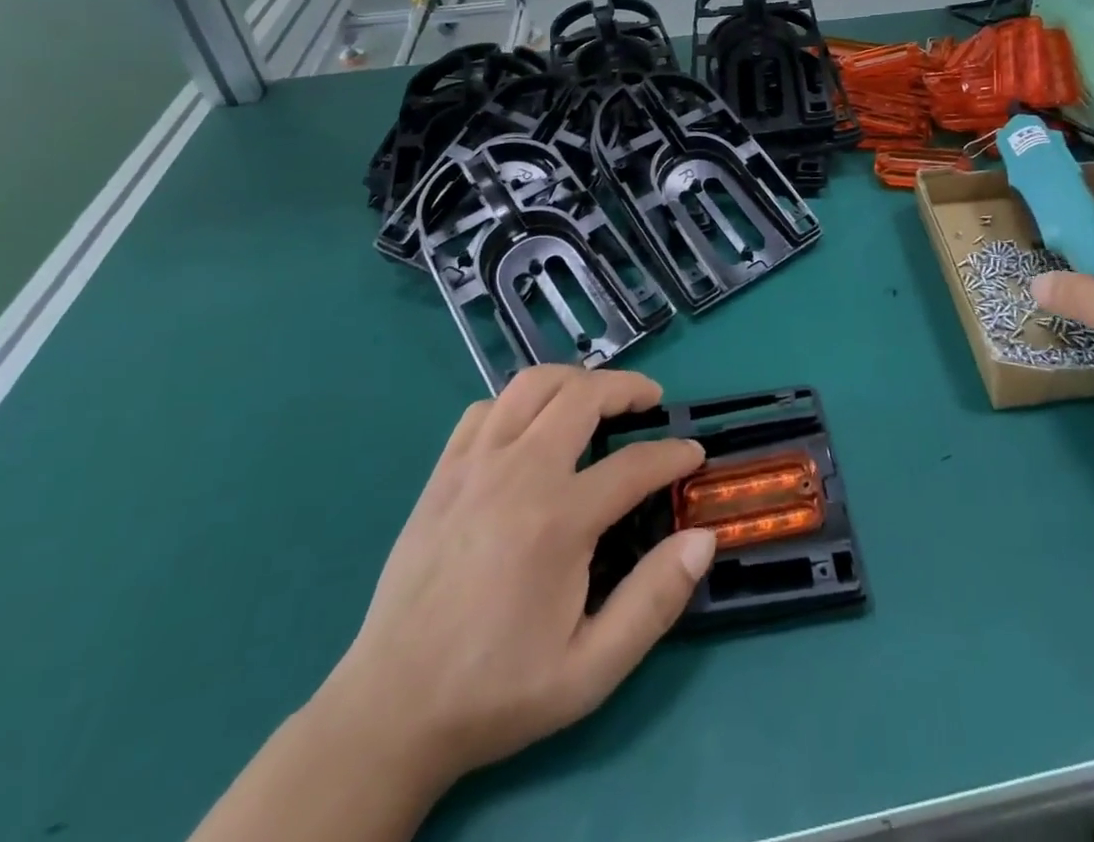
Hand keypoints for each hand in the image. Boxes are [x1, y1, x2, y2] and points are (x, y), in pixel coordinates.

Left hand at [308, 366, 714, 801]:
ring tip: (597, 398)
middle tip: (651, 400)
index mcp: (558, 520)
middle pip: (583, 394)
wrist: (390, 712)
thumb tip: (702, 538)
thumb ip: (654, 601)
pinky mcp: (442, 472)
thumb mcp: (591, 669)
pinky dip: (519, 403)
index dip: (674, 454)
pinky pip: (486, 409)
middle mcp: (517, 474)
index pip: (635, 463)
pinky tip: (531, 428)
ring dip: (574, 381)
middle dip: (628, 387)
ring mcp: (473, 465)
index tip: (694, 454)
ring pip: (532, 384)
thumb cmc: (499, 690)